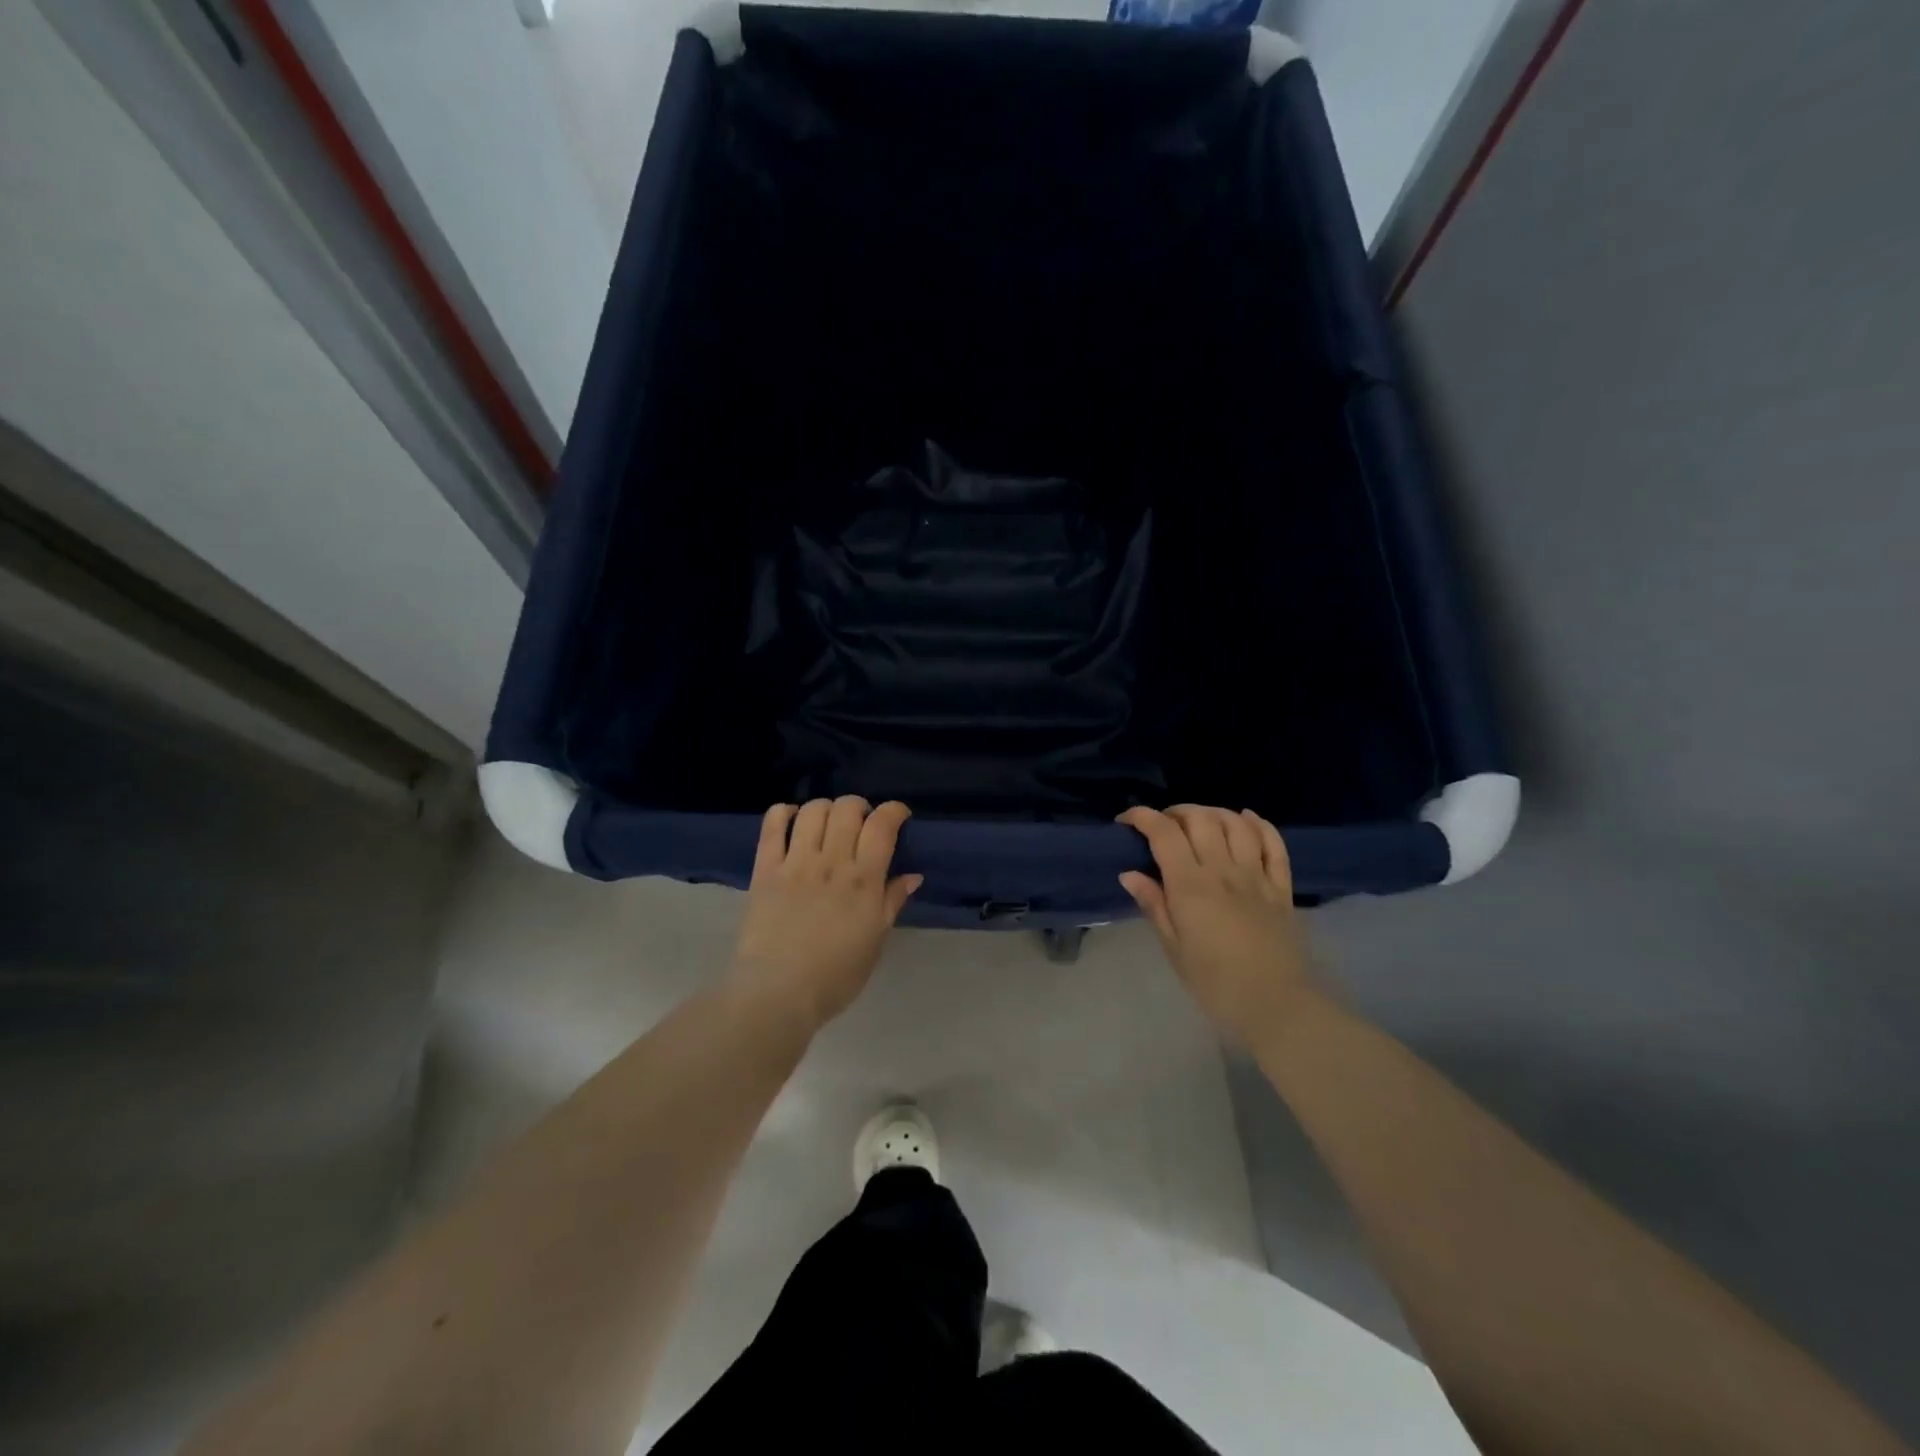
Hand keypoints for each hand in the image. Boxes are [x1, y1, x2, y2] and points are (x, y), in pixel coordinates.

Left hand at [729, 798, 921, 1029]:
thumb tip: (912, 875)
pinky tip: (792, 821)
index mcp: (863, 880)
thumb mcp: (875, 942)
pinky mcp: (765, 869)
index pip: (882, 825)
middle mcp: (831, 862)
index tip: (898, 816)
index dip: (894, 811)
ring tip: (828, 824)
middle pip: (848, 808)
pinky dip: (784, 813)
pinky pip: (773, 825)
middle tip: (861, 824)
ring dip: (826, 808)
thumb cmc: (835, 976)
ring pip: (814, 810)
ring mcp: (796, 863)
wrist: (777, 994)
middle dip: (860, 807)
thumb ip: (892, 902)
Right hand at [1117, 805, 1315, 1043]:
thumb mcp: (1173, 949)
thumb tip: (1129, 874)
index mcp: (1191, 887)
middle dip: (1175, 812)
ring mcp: (1256, 876)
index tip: (1127, 822)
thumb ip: (1154, 905)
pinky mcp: (1282, 887)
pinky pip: (1274, 844)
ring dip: (1213, 813)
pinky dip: (1259, 824)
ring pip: (1236, 823)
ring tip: (1198, 822)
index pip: (1164, 834)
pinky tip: (1246, 819)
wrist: (1276, 1005)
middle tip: (1162, 825)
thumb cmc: (1215, 984)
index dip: (1143, 818)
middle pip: (1200, 819)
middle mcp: (1223, 871)